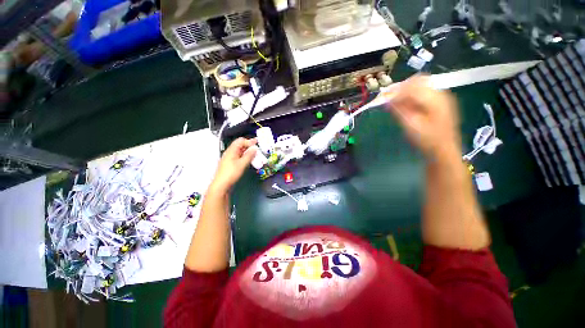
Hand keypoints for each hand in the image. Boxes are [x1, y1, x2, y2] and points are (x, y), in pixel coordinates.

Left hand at [209, 138, 256, 193]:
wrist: (221, 185)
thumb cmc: (231, 173)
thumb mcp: (242, 164)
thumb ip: (249, 155)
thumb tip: (255, 148)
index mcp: (231, 150)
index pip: (240, 141)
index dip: (249, 141)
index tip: (257, 143)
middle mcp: (230, 153)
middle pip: (240, 145)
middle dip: (249, 146)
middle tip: (257, 148)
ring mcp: (230, 158)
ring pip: (240, 152)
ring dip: (247, 152)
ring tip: (255, 154)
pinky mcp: (231, 164)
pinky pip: (239, 157)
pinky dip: (245, 157)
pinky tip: (249, 160)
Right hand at [388, 75, 460, 160]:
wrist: (444, 149)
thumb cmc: (427, 140)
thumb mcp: (411, 126)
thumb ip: (399, 111)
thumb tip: (387, 100)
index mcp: (434, 99)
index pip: (412, 87)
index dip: (396, 91)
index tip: (385, 99)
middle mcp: (440, 93)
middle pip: (419, 80)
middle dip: (402, 87)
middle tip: (390, 98)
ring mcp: (443, 96)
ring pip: (422, 84)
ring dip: (408, 90)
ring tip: (397, 101)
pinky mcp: (441, 101)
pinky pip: (425, 90)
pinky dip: (414, 94)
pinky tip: (407, 104)